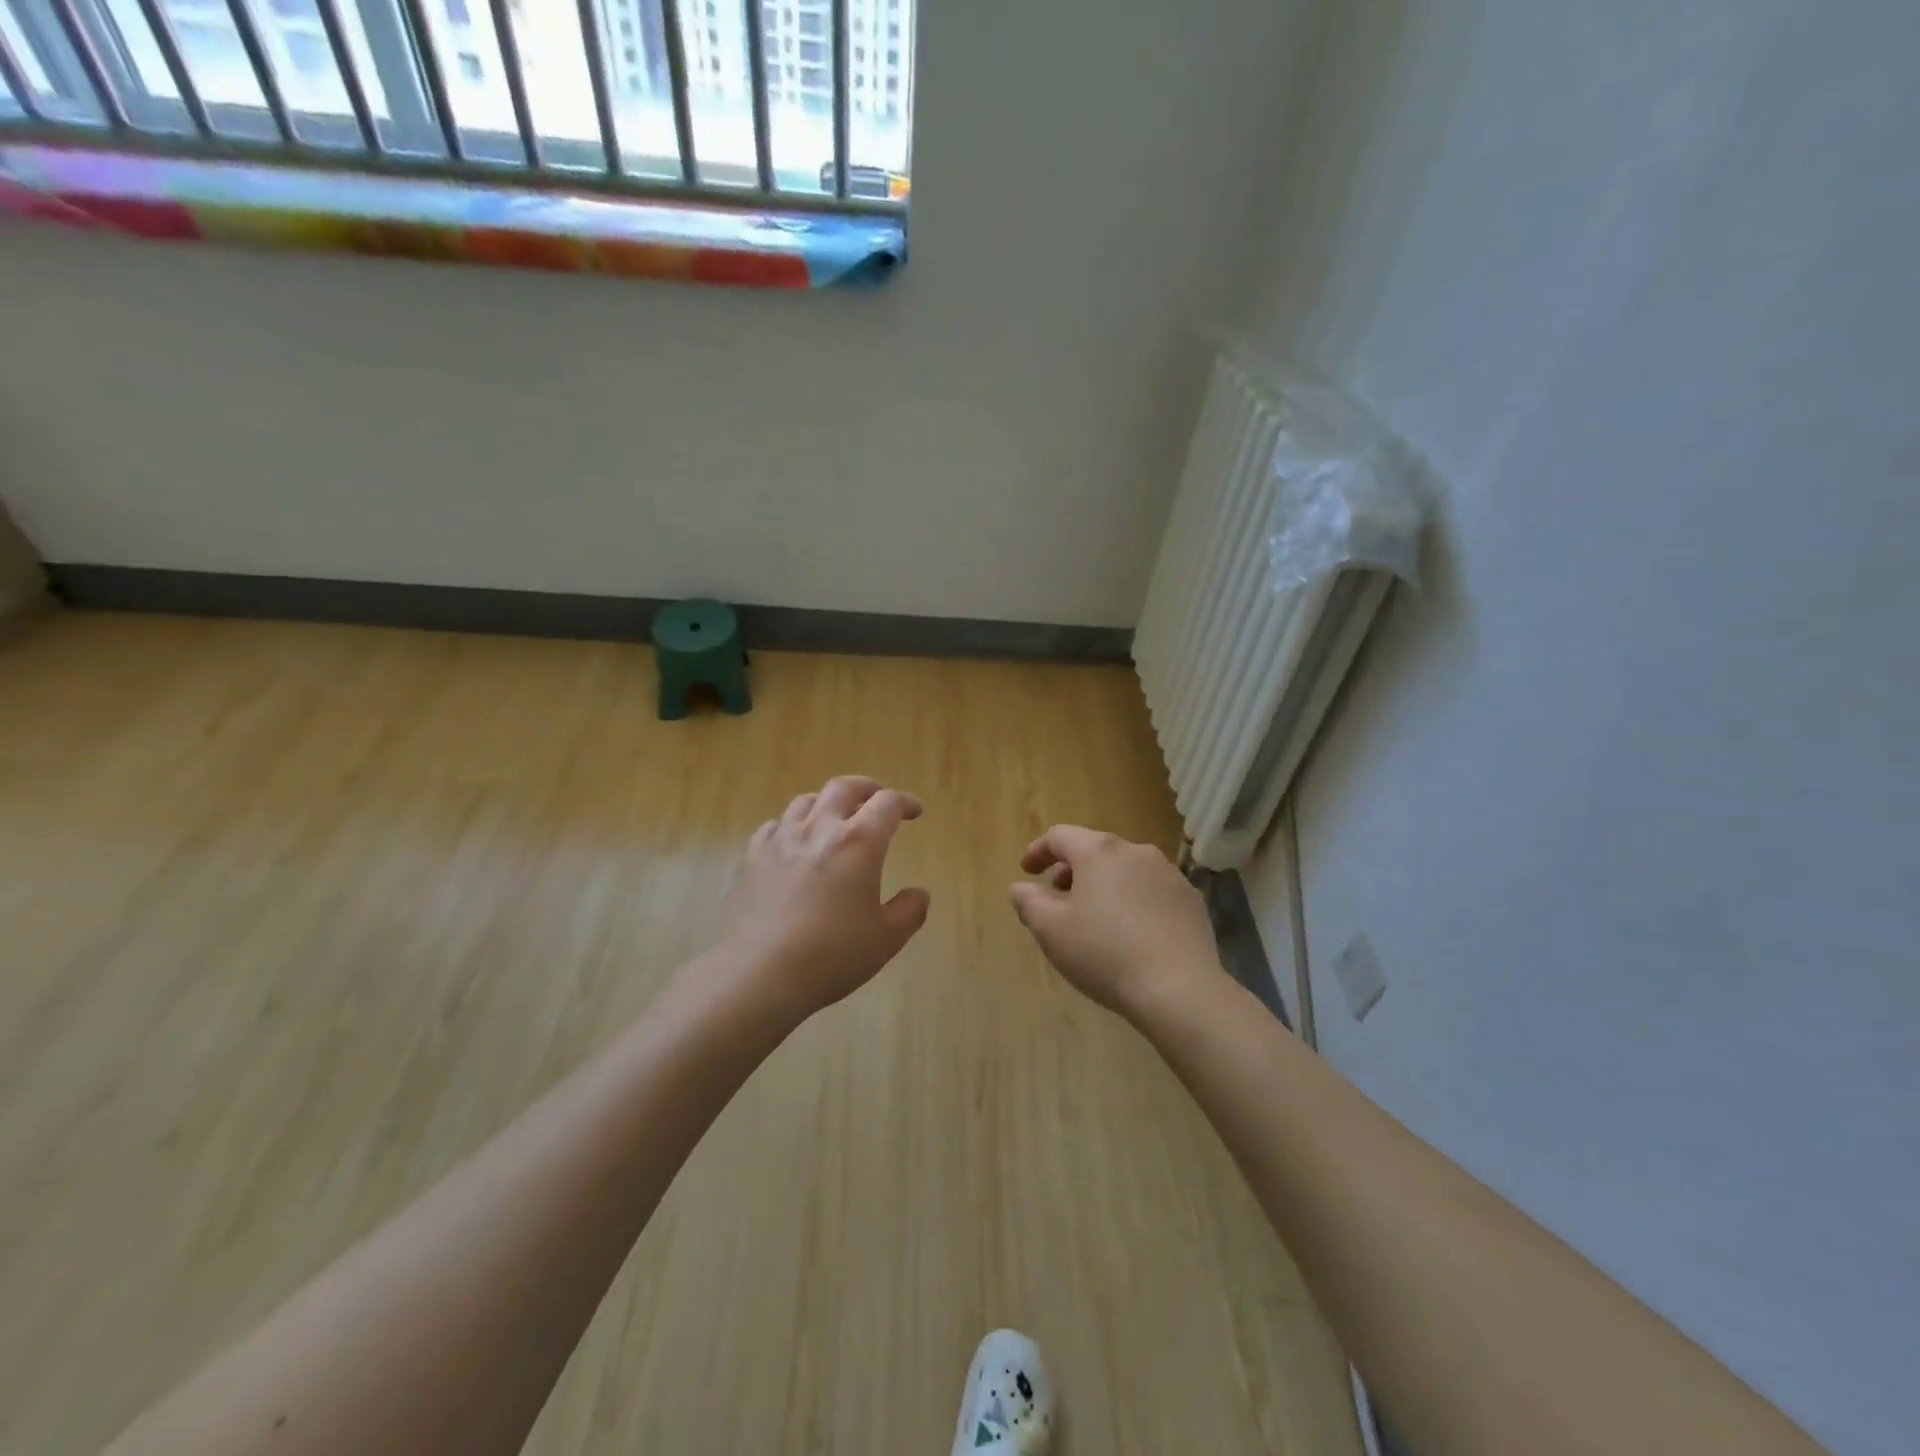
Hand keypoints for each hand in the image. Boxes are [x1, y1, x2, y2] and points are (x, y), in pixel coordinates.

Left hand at [718, 776, 930, 1021]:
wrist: (757, 973)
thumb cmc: (831, 955)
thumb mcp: (885, 939)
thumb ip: (909, 912)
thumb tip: (919, 894)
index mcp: (859, 842)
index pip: (887, 803)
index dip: (905, 803)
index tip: (914, 811)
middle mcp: (820, 829)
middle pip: (844, 788)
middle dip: (866, 788)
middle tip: (876, 799)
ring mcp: (781, 840)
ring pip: (806, 801)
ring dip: (827, 802)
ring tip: (835, 817)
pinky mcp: (752, 858)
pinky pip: (774, 826)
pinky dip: (792, 826)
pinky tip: (793, 842)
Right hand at [1009, 826, 1222, 1020]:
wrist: (1179, 989)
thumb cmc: (1104, 954)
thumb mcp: (1051, 930)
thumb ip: (1029, 901)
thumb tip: (1021, 887)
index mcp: (1099, 851)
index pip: (1060, 836)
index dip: (1038, 851)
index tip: (1027, 871)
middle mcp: (1136, 851)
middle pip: (1095, 849)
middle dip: (1071, 868)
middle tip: (1056, 894)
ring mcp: (1169, 873)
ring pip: (1125, 868)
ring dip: (1104, 883)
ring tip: (1094, 914)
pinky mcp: (1190, 899)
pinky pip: (1151, 889)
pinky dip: (1133, 899)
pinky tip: (1131, 930)